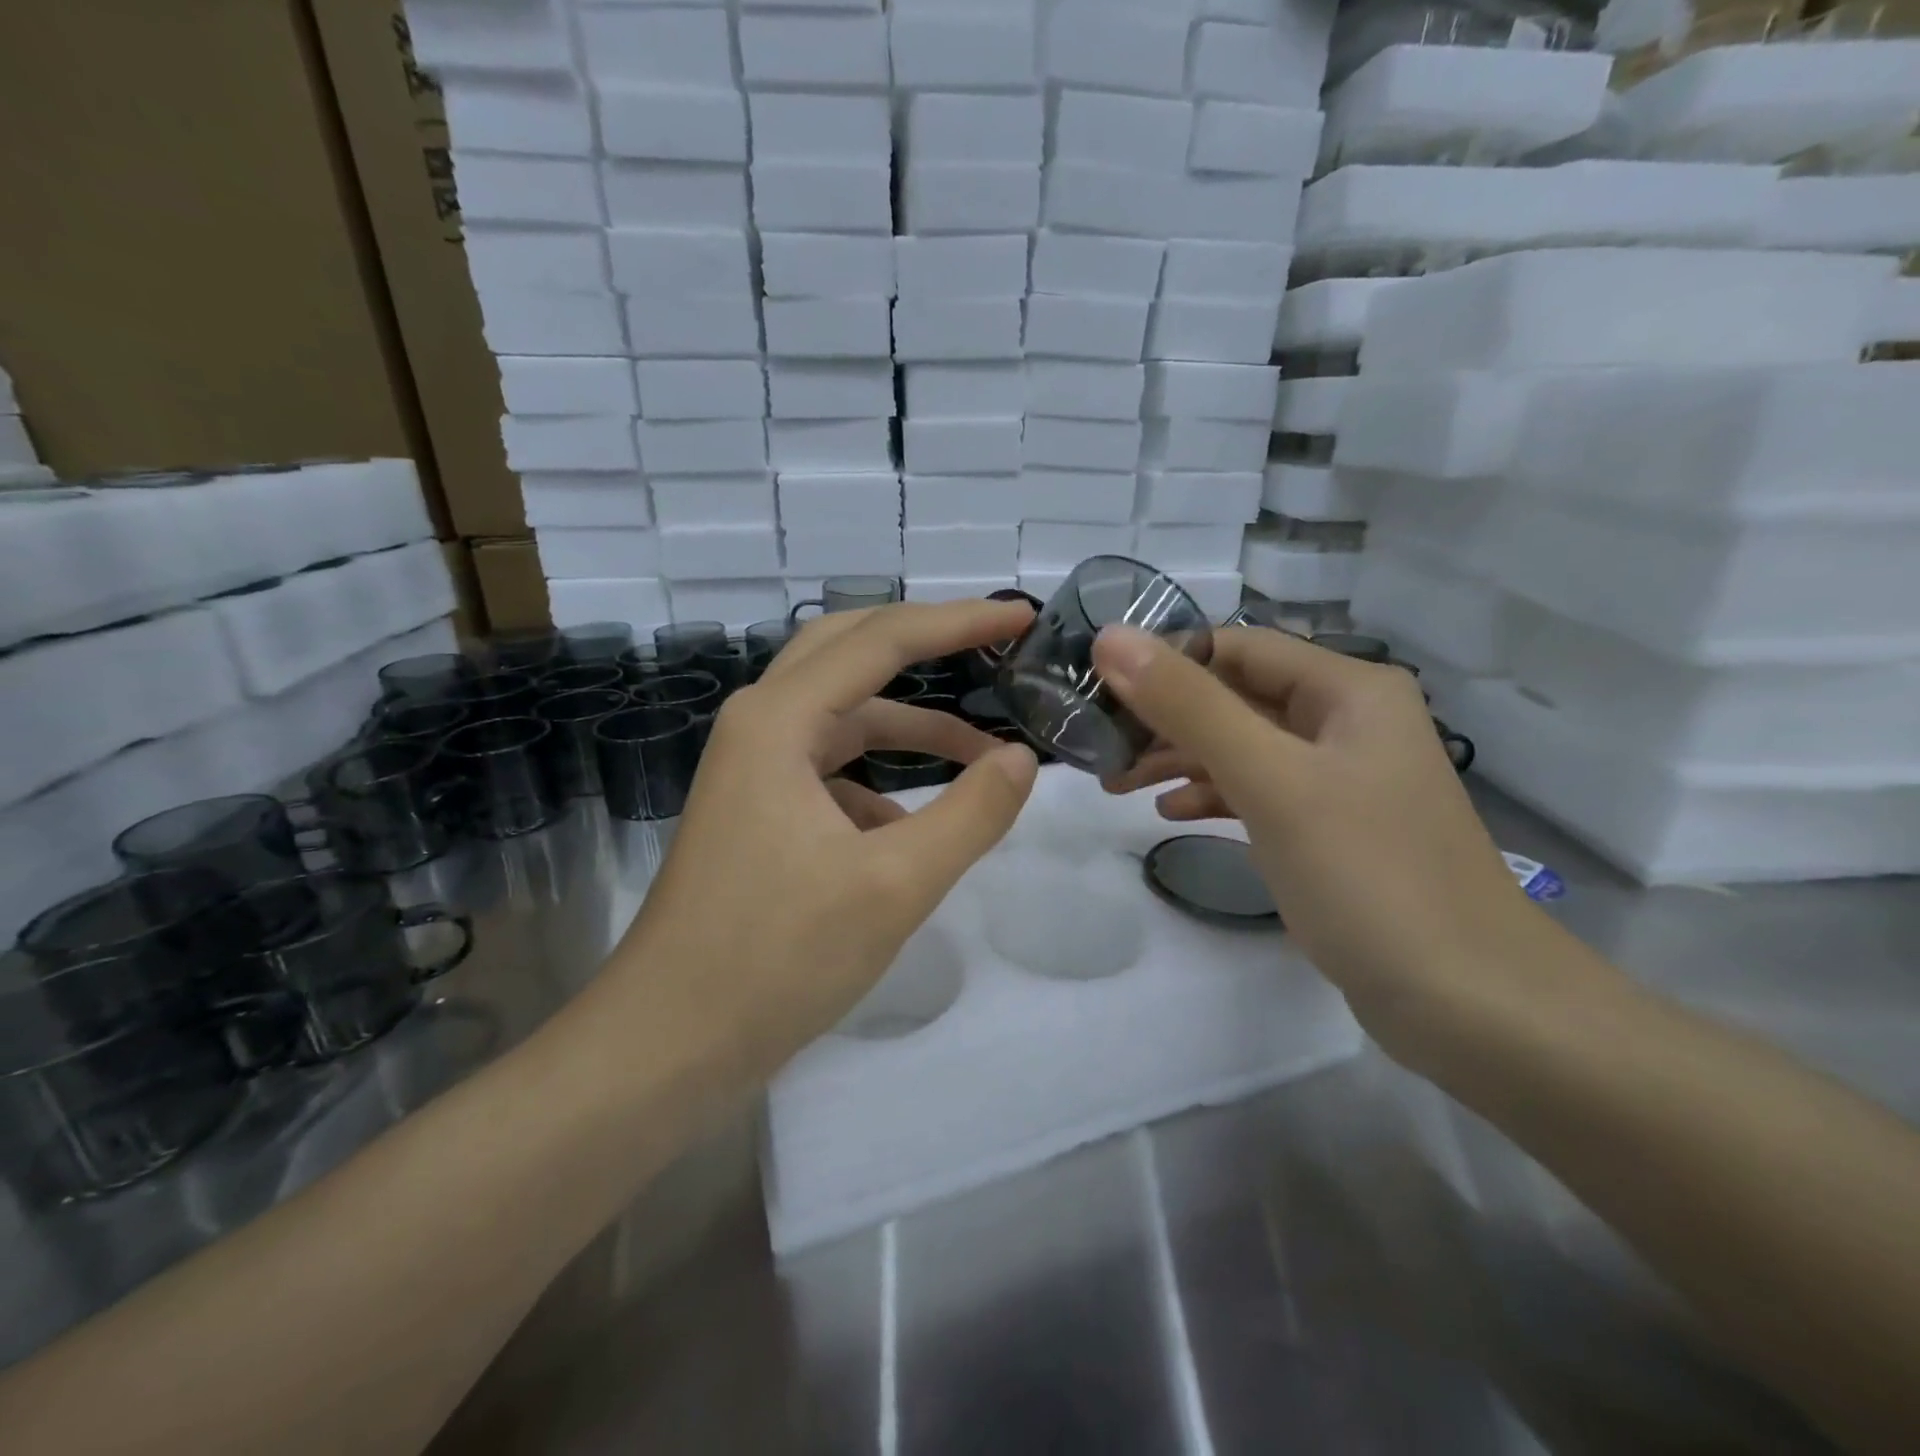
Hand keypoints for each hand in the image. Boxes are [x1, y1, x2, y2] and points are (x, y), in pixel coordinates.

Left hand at [608, 600, 1039, 1084]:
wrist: (669, 1043)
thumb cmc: (777, 957)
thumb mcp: (895, 885)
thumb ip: (970, 813)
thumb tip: (1021, 759)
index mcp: (780, 720)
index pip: (883, 639)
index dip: (959, 621)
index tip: (1020, 617)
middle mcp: (760, 725)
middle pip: (852, 652)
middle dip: (927, 643)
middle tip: (994, 646)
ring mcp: (754, 770)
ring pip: (845, 717)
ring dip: (912, 727)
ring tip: (983, 757)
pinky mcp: (759, 811)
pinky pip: (832, 770)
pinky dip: (882, 783)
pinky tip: (916, 831)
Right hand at [1092, 624, 1535, 1024]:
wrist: (1470, 1005)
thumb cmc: (1369, 875)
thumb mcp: (1271, 781)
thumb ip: (1189, 706)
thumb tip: (1110, 638)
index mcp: (1346, 688)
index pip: (1235, 647)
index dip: (1163, 663)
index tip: (1097, 695)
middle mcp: (1345, 720)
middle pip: (1235, 697)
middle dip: (1164, 719)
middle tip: (1098, 750)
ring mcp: (1339, 778)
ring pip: (1241, 746)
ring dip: (1179, 758)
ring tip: (1117, 785)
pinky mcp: (1329, 828)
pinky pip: (1257, 791)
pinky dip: (1211, 795)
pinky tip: (1170, 814)